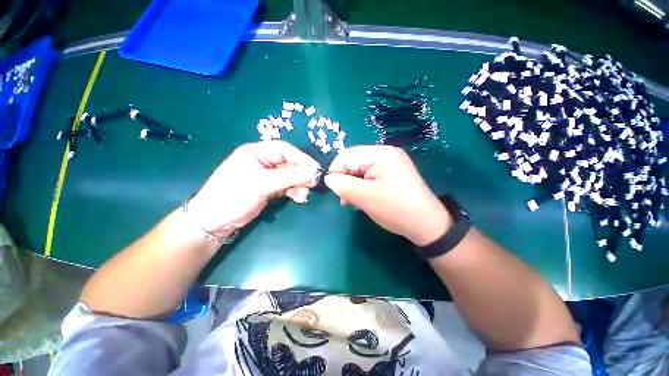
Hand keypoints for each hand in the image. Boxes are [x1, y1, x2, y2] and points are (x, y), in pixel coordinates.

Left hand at [188, 141, 320, 236]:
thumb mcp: (261, 184)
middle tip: (312, 184)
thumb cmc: (233, 195)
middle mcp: (264, 161)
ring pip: (291, 176)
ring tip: (303, 195)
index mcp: (256, 152)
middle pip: (290, 163)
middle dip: (302, 174)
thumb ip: (288, 177)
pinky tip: (298, 198)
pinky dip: (295, 191)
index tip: (316, 169)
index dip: (302, 158)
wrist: (216, 221)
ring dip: (300, 185)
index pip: (284, 149)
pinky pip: (288, 186)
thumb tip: (313, 172)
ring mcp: (268, 175)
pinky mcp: (270, 188)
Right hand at [325, 145, 451, 245]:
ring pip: (360, 170)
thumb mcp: (364, 197)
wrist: (426, 224)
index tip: (337, 192)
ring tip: (354, 202)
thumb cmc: (394, 208)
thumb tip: (328, 178)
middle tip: (346, 200)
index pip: (346, 156)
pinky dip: (363, 186)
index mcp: (380, 153)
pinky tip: (365, 198)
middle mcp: (386, 153)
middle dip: (346, 180)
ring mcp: (391, 163)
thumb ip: (342, 185)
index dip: (337, 173)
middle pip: (354, 161)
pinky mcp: (393, 173)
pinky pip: (370, 175)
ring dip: (354, 185)